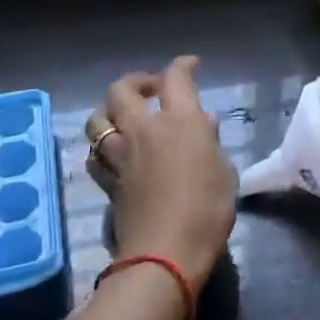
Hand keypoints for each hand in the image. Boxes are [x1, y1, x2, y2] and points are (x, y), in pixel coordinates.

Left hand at [85, 56, 236, 291]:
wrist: (165, 254)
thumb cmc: (207, 210)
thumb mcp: (224, 173)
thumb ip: (211, 142)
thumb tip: (205, 121)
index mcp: (180, 121)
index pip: (175, 77)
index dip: (182, 65)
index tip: (191, 65)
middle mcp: (145, 129)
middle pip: (123, 89)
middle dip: (136, 82)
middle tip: (151, 90)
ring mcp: (121, 155)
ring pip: (98, 120)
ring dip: (109, 112)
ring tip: (123, 118)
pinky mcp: (108, 181)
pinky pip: (96, 155)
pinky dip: (102, 147)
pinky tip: (113, 153)